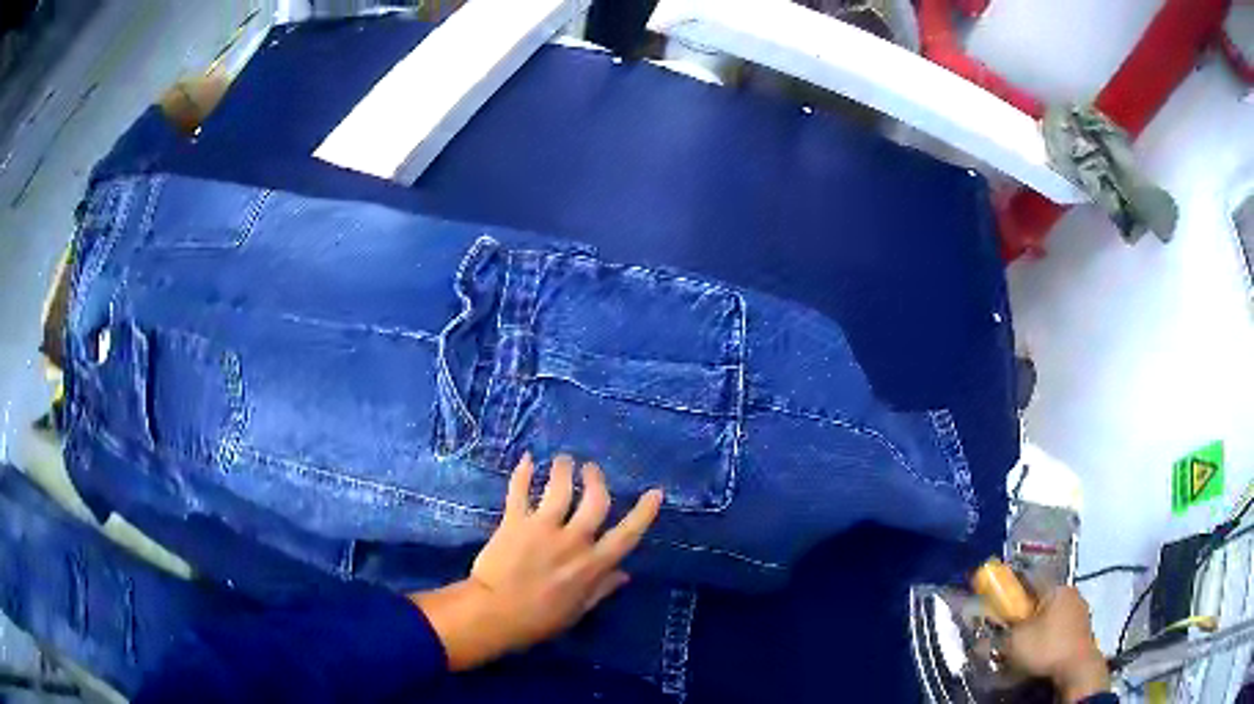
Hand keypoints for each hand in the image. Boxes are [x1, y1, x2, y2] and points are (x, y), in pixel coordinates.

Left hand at [412, 454, 663, 670]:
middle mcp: (572, 541)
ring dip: (564, 469)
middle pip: (595, 500)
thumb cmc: (539, 619)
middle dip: (597, 480)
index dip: (644, 512)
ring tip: (564, 460)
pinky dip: (523, 473)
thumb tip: (625, 574)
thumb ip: (601, 589)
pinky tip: (527, 460)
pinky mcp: (515, 522)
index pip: (626, 535)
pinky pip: (519, 491)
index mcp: (592, 565)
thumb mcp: (577, 610)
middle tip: (591, 469)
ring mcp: (542, 528)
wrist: (495, 614)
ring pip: (560, 488)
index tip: (655, 492)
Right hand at [1006, 587, 1110, 702]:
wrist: (1076, 667)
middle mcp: (1070, 592)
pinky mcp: (1083, 628)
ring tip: (1025, 642)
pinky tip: (1041, 649)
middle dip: (1026, 611)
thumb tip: (985, 632)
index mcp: (1056, 587)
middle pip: (1042, 597)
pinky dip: (1049, 635)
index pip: (1031, 579)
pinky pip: (1061, 626)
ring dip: (1038, 625)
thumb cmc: (1046, 647)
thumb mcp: (1014, 642)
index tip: (999, 600)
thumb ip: (999, 634)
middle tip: (1011, 628)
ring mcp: (1080, 610)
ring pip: (1052, 613)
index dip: (1013, 588)